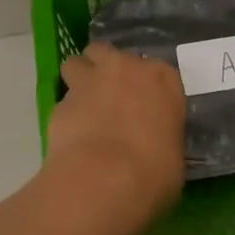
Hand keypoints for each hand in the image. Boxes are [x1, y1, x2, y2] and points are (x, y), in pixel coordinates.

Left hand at [49, 43, 186, 224]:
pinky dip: (66, 114)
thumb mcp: (172, 155)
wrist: (105, 180)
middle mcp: (125, 68)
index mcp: (161, 78)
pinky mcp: (61, 101)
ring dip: (78, 79)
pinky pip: (62, 101)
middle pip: (109, 54)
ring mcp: (90, 80)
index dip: (145, 85)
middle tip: (108, 97)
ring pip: (77, 64)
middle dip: (105, 69)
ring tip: (82, 107)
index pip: (155, 69)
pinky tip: (70, 136)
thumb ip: (162, 135)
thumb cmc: (153, 170)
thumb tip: (152, 143)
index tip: (143, 104)